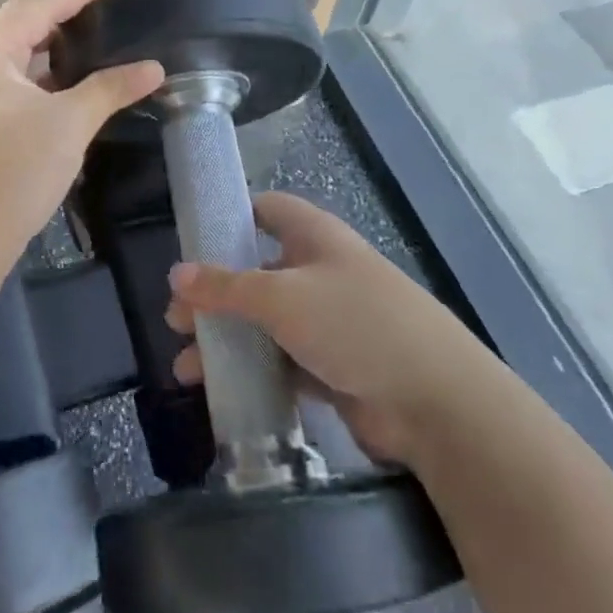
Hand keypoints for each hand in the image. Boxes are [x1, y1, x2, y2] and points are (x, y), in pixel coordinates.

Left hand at [0, 0, 163, 279]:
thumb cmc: (17, 171)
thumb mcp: (71, 123)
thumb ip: (112, 86)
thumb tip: (155, 67)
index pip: (35, 4)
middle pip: (19, 21)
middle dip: (63, 14)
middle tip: (107, 16)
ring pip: (13, 50)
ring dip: (50, 44)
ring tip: (94, 42)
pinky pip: (8, 76)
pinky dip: (38, 71)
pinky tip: (68, 80)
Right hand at [166, 192, 468, 465]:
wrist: (436, 402)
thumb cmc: (354, 324)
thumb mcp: (281, 297)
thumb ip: (226, 287)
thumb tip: (176, 274)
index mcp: (314, 237)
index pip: (267, 211)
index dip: (230, 219)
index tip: (192, 242)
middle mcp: (319, 272)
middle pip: (257, 272)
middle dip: (215, 295)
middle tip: (176, 321)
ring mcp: (328, 321)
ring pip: (265, 323)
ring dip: (226, 341)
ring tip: (187, 369)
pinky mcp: (334, 367)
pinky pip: (281, 362)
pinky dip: (252, 372)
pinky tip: (221, 391)